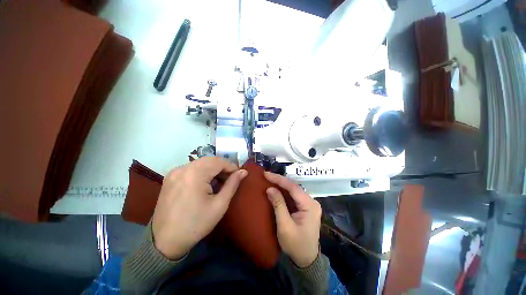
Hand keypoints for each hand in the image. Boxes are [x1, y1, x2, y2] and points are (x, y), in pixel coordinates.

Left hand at [152, 157, 246, 259]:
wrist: (165, 241)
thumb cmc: (196, 224)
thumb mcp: (220, 205)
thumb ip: (232, 184)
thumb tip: (244, 171)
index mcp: (195, 174)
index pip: (219, 162)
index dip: (231, 166)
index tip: (238, 175)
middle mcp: (183, 168)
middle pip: (209, 160)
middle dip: (222, 167)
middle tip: (230, 179)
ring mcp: (174, 172)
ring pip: (200, 163)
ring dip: (213, 169)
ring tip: (219, 182)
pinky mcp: (170, 178)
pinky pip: (191, 168)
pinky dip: (202, 172)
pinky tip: (205, 183)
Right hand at [264, 172, 321, 267]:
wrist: (306, 260)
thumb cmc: (295, 245)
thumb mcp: (285, 226)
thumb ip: (278, 205)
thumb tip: (270, 188)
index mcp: (309, 205)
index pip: (293, 187)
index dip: (279, 179)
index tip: (266, 174)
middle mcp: (311, 201)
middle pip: (294, 187)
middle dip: (280, 180)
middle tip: (267, 175)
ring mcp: (309, 204)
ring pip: (293, 190)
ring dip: (281, 185)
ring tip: (270, 179)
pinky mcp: (305, 207)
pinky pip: (293, 196)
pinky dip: (284, 191)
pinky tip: (276, 188)